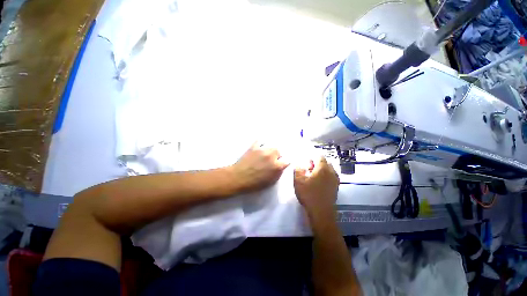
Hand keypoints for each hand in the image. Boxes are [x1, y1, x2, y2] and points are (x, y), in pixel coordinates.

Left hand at [228, 142, 288, 193]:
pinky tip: (260, 147)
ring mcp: (262, 150)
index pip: (286, 161)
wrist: (238, 178)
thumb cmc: (254, 184)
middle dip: (276, 155)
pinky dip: (260, 144)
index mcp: (276, 166)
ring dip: (269, 150)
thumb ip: (278, 173)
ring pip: (270, 146)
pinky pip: (259, 142)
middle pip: (278, 151)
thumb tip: (281, 167)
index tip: (281, 164)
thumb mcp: (270, 182)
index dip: (284, 163)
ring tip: (265, 154)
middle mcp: (271, 156)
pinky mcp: (254, 147)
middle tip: (272, 160)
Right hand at [294, 157, 338, 217]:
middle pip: (325, 162)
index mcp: (323, 168)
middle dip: (316, 164)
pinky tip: (318, 183)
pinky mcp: (336, 187)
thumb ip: (298, 169)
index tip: (306, 164)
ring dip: (321, 170)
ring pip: (329, 170)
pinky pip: (331, 176)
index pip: (319, 157)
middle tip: (308, 170)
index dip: (312, 158)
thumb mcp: (298, 181)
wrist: (321, 212)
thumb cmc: (309, 195)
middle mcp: (331, 172)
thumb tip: (299, 164)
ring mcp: (335, 180)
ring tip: (313, 177)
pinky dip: (325, 176)